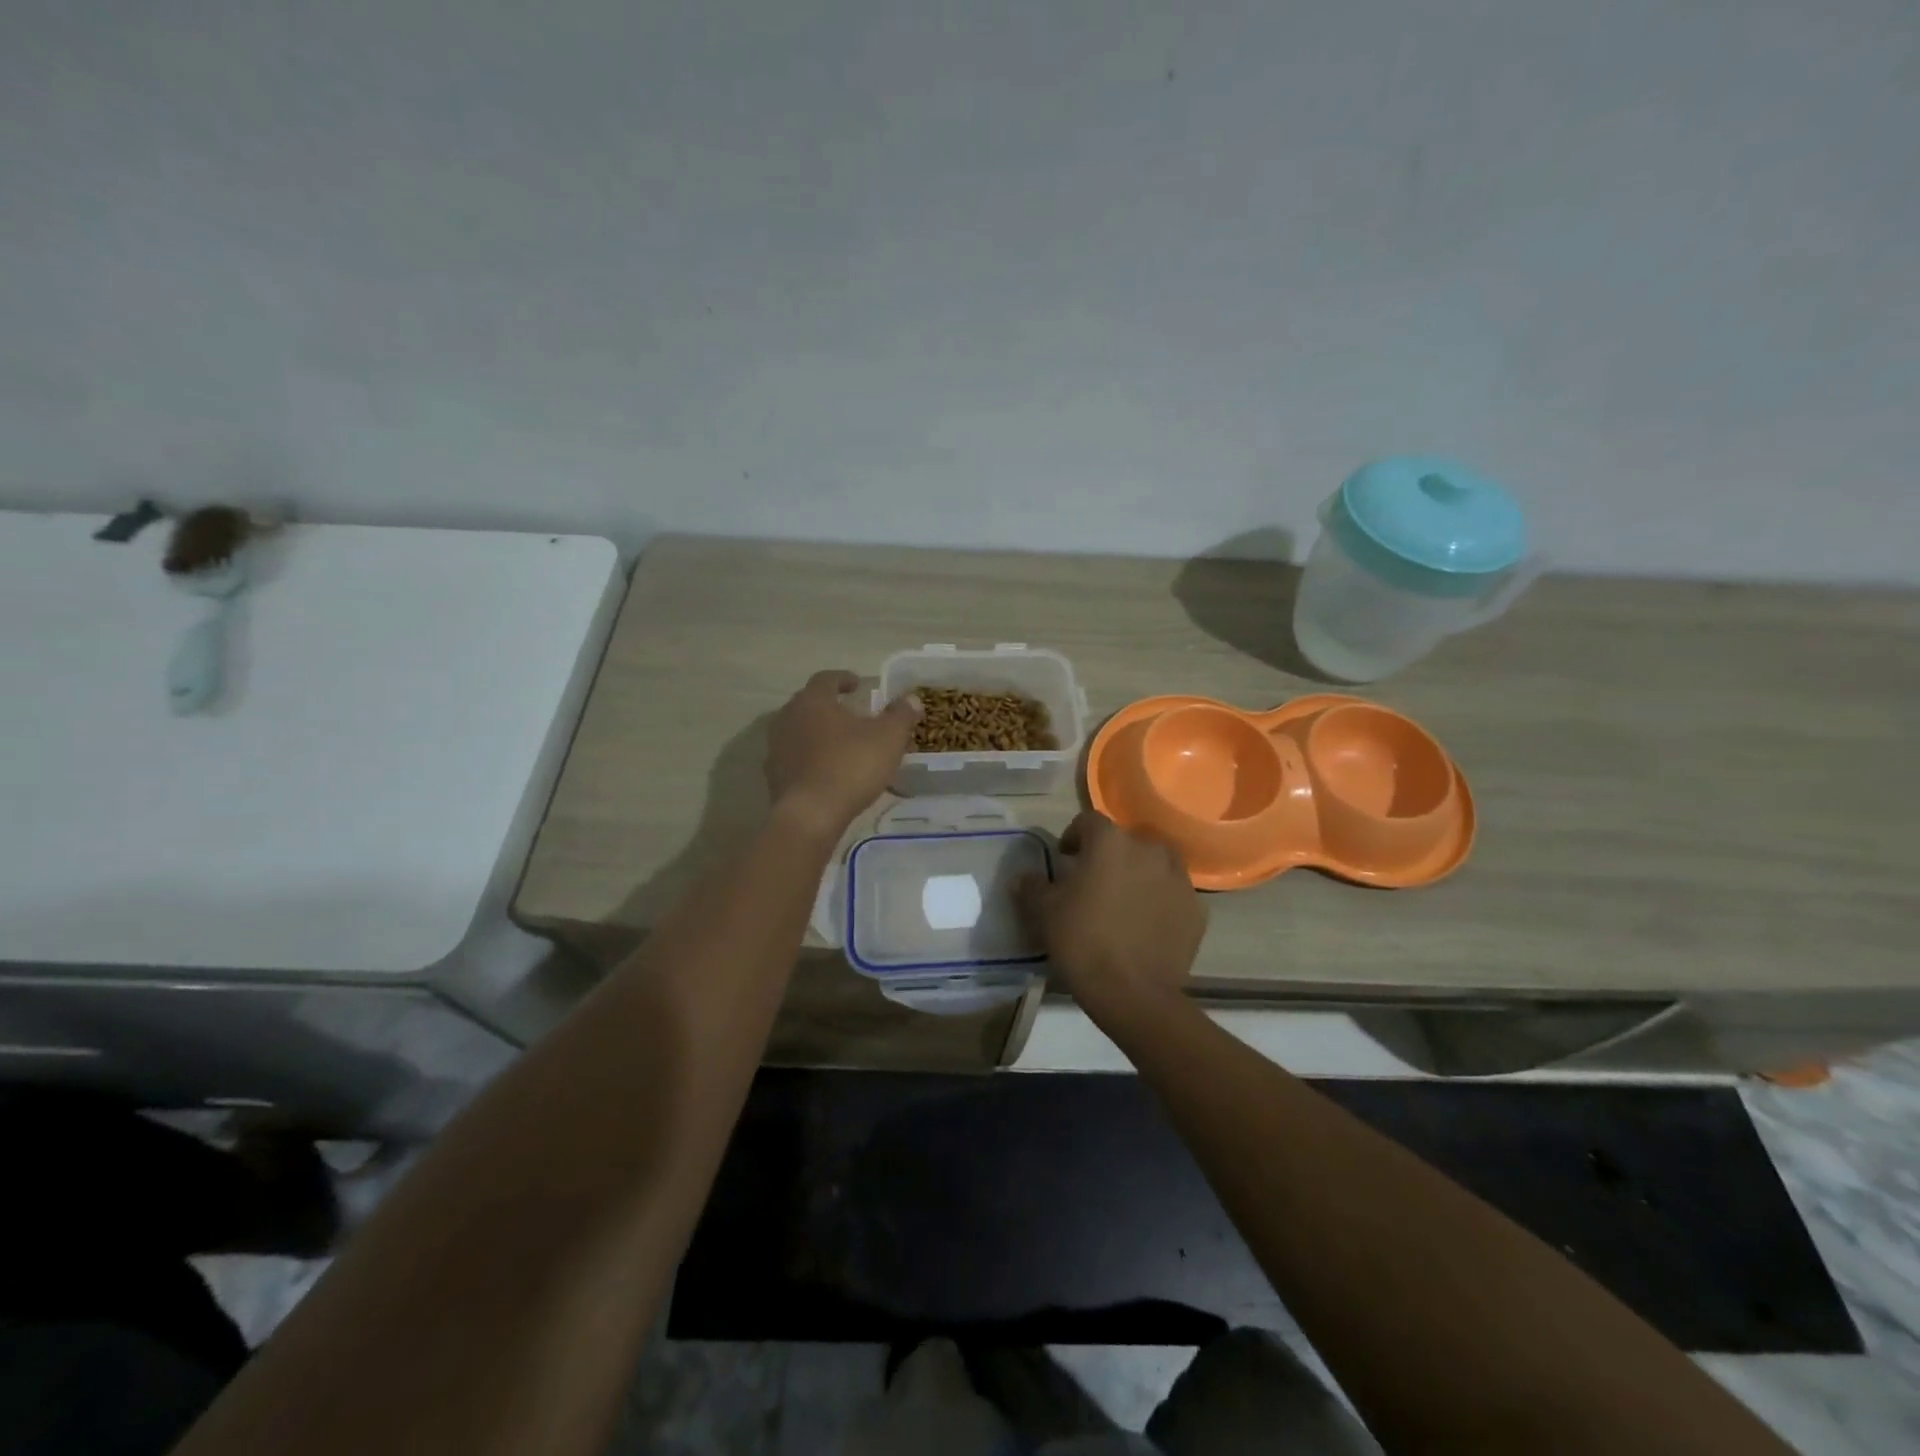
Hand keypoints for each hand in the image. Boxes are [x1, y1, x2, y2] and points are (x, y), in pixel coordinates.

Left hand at [765, 670, 921, 838]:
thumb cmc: (851, 767)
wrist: (810, 815)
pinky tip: (826, 771)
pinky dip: (809, 758)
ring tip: (840, 744)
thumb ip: (901, 715)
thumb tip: (911, 699)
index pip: (826, 678)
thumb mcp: (888, 738)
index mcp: (813, 700)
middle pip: (809, 703)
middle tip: (852, 714)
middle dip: (830, 706)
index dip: (844, 679)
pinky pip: (794, 757)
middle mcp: (788, 716)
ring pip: (799, 730)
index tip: (858, 685)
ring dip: (818, 732)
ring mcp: (776, 746)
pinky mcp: (773, 774)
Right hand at [1017, 810, 1205, 1032]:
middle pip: (1125, 841)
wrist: (1133, 993)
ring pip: (1155, 864)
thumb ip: (1033, 886)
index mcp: (1110, 842)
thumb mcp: (1044, 912)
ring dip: (1139, 874)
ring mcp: (1179, 879)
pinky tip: (1147, 925)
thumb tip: (1026, 877)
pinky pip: (1174, 894)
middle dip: (1109, 856)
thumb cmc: (1082, 941)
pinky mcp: (1197, 909)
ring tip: (1125, 901)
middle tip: (1094, 883)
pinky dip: (1160, 901)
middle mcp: (1149, 850)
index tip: (1065, 858)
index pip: (1089, 821)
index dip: (1074, 836)